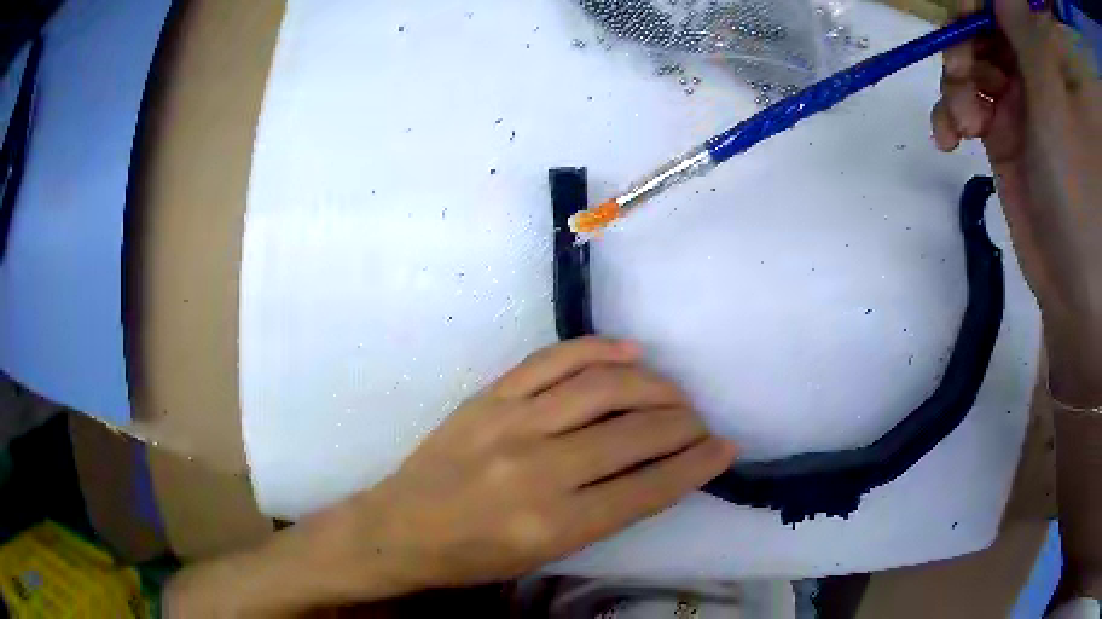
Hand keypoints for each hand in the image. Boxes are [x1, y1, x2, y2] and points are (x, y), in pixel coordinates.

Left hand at [320, 337, 735, 595]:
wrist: (401, 527)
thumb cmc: (474, 556)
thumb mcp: (545, 554)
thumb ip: (604, 513)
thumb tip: (658, 471)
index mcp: (553, 524)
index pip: (647, 488)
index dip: (696, 465)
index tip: (724, 449)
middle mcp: (538, 469)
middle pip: (634, 433)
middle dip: (683, 424)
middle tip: (700, 423)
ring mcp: (511, 423)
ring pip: (603, 387)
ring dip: (653, 385)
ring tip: (673, 393)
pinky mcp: (489, 396)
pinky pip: (554, 359)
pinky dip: (599, 350)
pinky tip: (630, 353)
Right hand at [931, 0, 1100, 332]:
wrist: (1078, 280)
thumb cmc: (1079, 180)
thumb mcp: (1053, 83)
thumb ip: (1019, 19)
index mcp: (1046, 50)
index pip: (1002, 1)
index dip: (978, 1)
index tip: (965, 16)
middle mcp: (1034, 64)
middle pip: (983, 20)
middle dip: (962, 38)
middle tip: (960, 73)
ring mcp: (1020, 97)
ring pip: (969, 55)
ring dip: (953, 79)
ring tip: (961, 123)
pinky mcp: (1003, 131)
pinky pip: (965, 100)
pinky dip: (949, 112)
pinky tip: (951, 137)